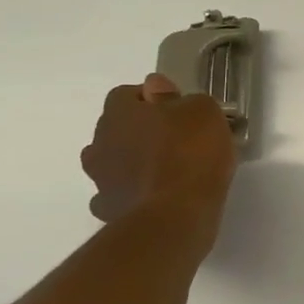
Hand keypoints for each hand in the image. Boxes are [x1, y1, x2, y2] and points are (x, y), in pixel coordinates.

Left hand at [81, 75, 236, 232]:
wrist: (175, 216)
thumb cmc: (191, 154)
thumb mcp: (203, 112)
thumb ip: (180, 97)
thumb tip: (157, 87)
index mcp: (120, 113)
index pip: (126, 94)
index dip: (152, 98)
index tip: (179, 109)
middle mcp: (100, 142)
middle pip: (117, 127)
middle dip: (141, 130)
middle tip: (178, 138)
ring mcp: (100, 179)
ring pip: (114, 161)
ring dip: (134, 161)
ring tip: (168, 170)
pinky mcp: (108, 210)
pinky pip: (120, 193)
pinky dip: (134, 192)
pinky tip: (158, 196)